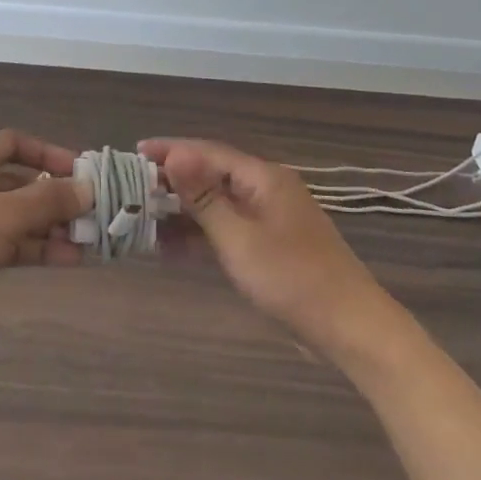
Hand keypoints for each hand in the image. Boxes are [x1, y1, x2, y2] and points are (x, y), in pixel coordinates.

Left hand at [0, 130, 86, 342]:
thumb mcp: (2, 213)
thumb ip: (48, 200)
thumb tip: (87, 188)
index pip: (17, 143)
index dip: (50, 154)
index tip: (82, 172)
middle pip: (21, 182)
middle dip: (57, 198)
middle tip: (95, 214)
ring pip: (17, 217)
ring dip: (50, 228)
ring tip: (90, 241)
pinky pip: (7, 244)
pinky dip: (34, 249)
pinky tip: (67, 260)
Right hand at [141, 137, 397, 356]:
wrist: (349, 328)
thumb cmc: (292, 278)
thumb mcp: (240, 237)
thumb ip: (204, 197)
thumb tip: (175, 154)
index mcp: (263, 178)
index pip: (208, 152)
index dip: (171, 150)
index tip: (135, 152)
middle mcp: (265, 191)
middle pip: (210, 176)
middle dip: (172, 181)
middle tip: (131, 188)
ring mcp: (267, 220)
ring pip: (216, 206)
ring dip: (181, 211)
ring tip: (141, 216)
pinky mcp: (268, 247)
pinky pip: (225, 231)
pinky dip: (199, 236)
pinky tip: (168, 247)